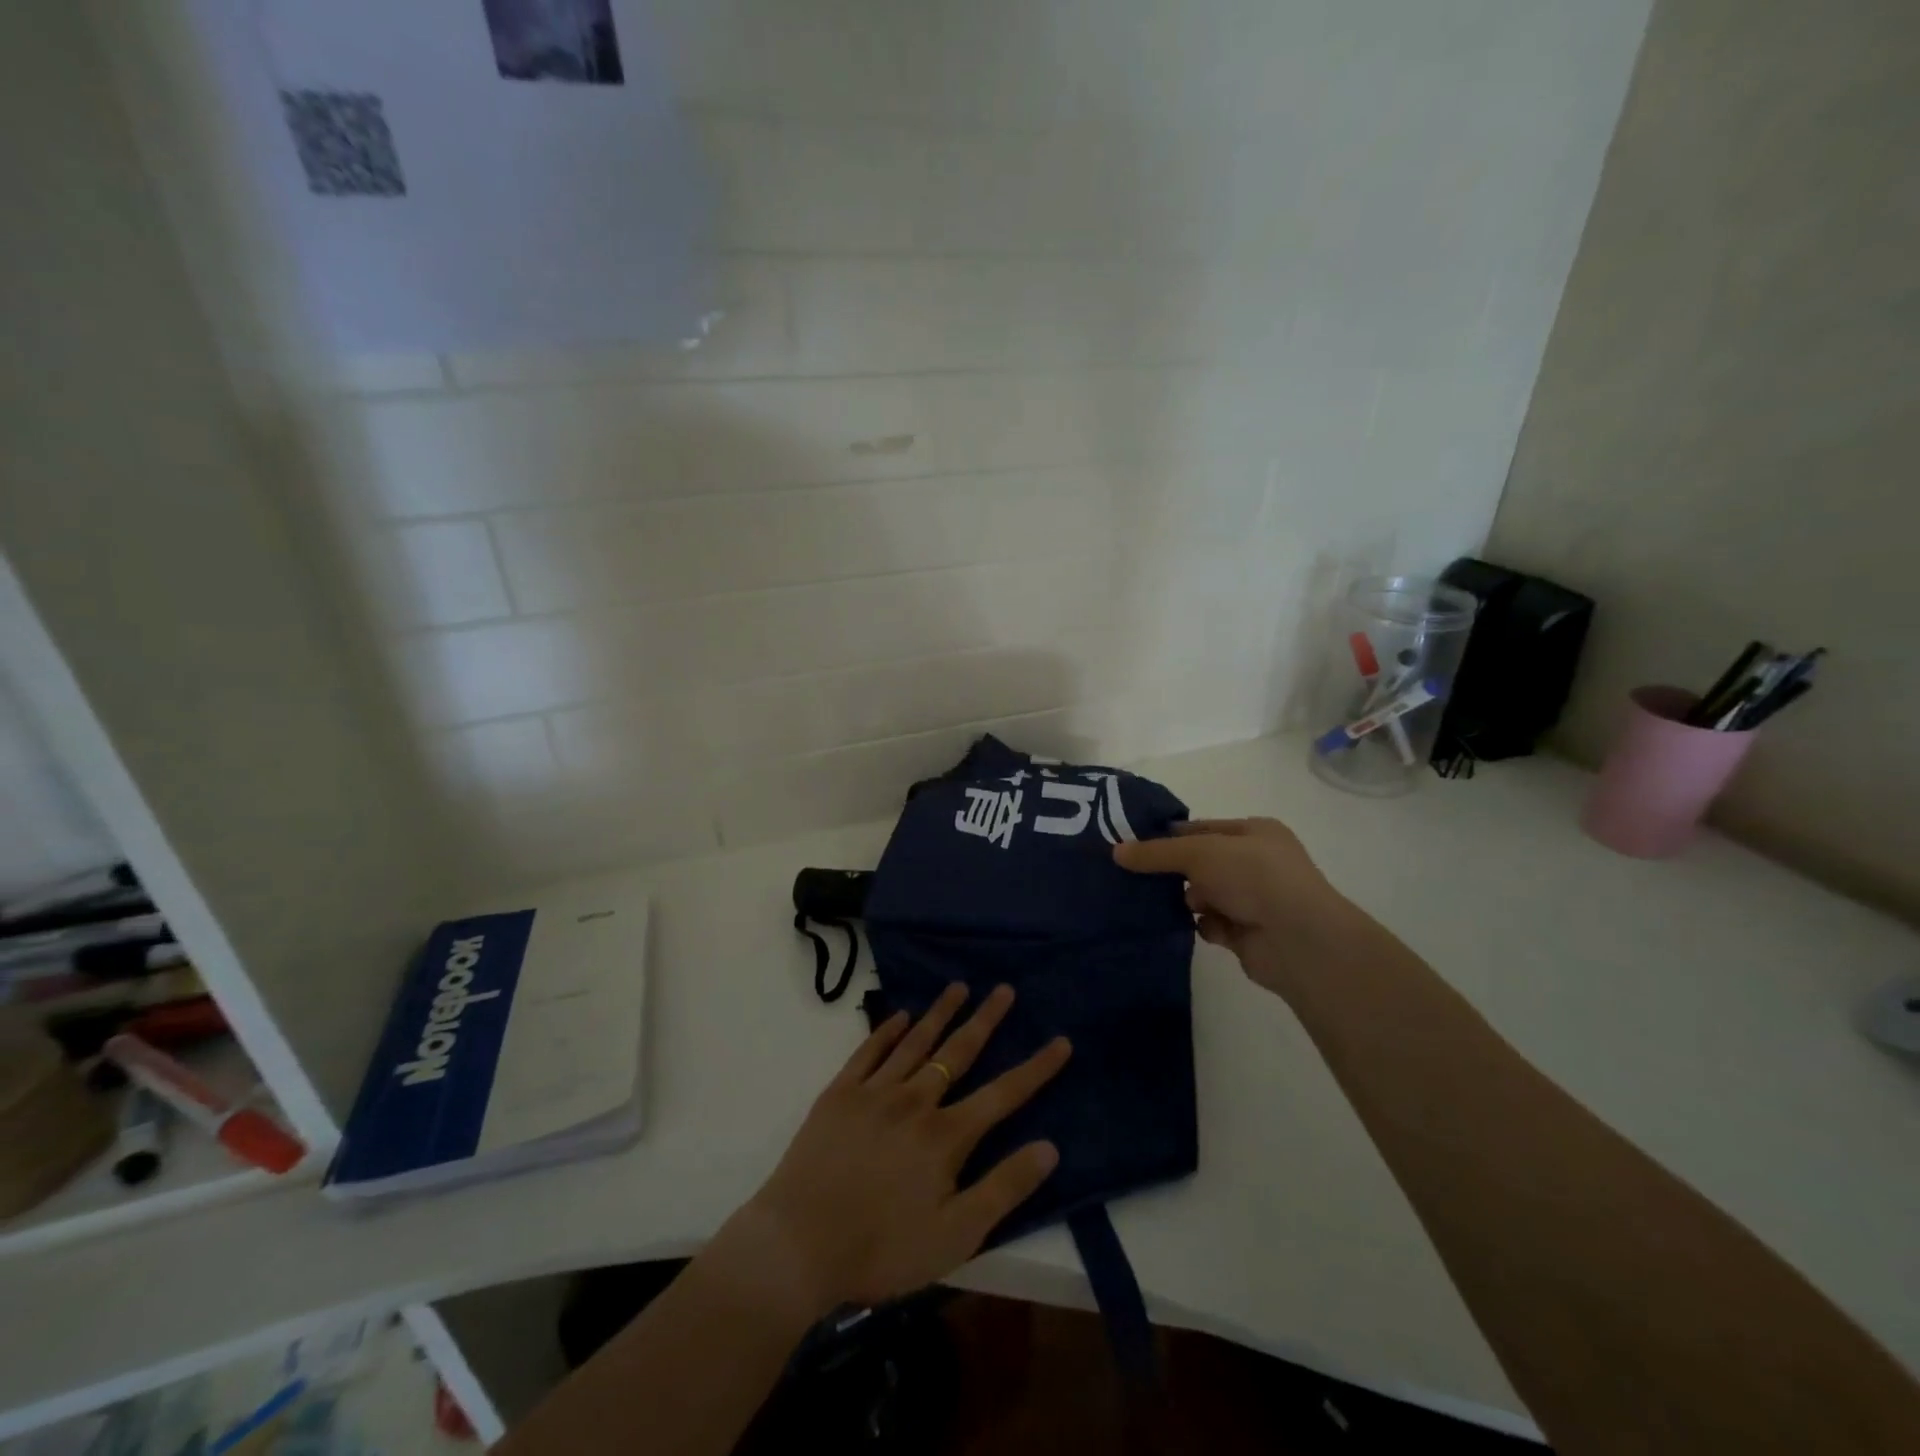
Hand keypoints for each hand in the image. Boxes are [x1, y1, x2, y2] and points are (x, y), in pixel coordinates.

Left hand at [727, 983, 1069, 1317]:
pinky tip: (899, 1015)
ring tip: (959, 987)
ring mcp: (875, 1092)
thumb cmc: (883, 1248)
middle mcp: (915, 1101)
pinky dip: (887, 1030)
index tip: (1061, 1041)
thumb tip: (1049, 1147)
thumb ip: (1004, 1188)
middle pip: (959, 1052)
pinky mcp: (840, 1094)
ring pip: (916, 1042)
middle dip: (986, 1019)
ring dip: (940, 1012)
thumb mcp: (956, 1235)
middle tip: (1004, 989)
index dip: (1036, 1068)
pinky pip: (869, 1051)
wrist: (799, 1243)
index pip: (1003, 1094)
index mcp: (946, 1136)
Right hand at [1112, 817, 1358, 995]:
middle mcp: (1257, 863)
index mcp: (1255, 833)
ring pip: (1205, 895)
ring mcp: (1255, 900)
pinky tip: (1187, 926)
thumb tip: (1116, 851)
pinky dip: (1200, 925)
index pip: (1203, 828)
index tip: (1134, 844)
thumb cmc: (1253, 877)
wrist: (1298, 940)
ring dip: (1186, 900)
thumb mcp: (1199, 852)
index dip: (1171, 835)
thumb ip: (1157, 853)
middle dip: (1175, 871)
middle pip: (1202, 863)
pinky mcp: (1248, 934)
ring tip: (1159, 903)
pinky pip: (1212, 924)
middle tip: (1137, 876)